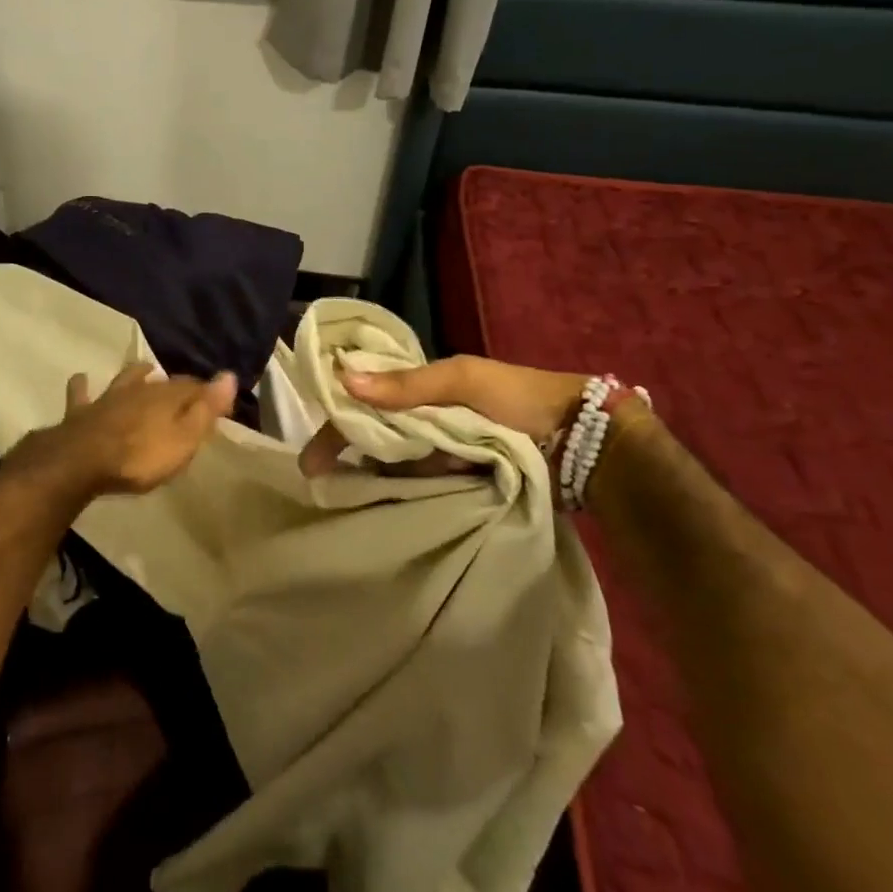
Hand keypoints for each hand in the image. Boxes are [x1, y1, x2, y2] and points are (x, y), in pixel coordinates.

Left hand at [36, 362, 237, 495]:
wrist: (82, 461)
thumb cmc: (140, 457)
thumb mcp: (183, 439)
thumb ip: (206, 409)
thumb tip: (229, 375)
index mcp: (167, 398)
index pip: (194, 388)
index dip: (210, 394)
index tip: (222, 404)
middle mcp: (139, 391)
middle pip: (161, 383)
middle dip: (175, 384)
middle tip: (185, 389)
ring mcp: (108, 399)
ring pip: (126, 380)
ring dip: (136, 375)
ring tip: (144, 369)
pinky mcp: (82, 412)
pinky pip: (82, 394)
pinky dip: (83, 386)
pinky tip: (81, 379)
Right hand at [299, 355, 588, 477]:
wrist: (581, 442)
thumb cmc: (518, 399)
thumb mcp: (462, 379)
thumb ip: (408, 384)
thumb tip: (343, 381)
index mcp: (421, 390)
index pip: (365, 403)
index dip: (337, 424)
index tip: (312, 457)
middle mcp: (425, 422)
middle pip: (374, 438)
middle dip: (346, 457)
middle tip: (320, 484)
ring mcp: (442, 456)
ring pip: (394, 466)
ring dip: (370, 480)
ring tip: (341, 504)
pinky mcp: (460, 484)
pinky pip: (421, 489)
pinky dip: (400, 496)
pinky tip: (379, 512)